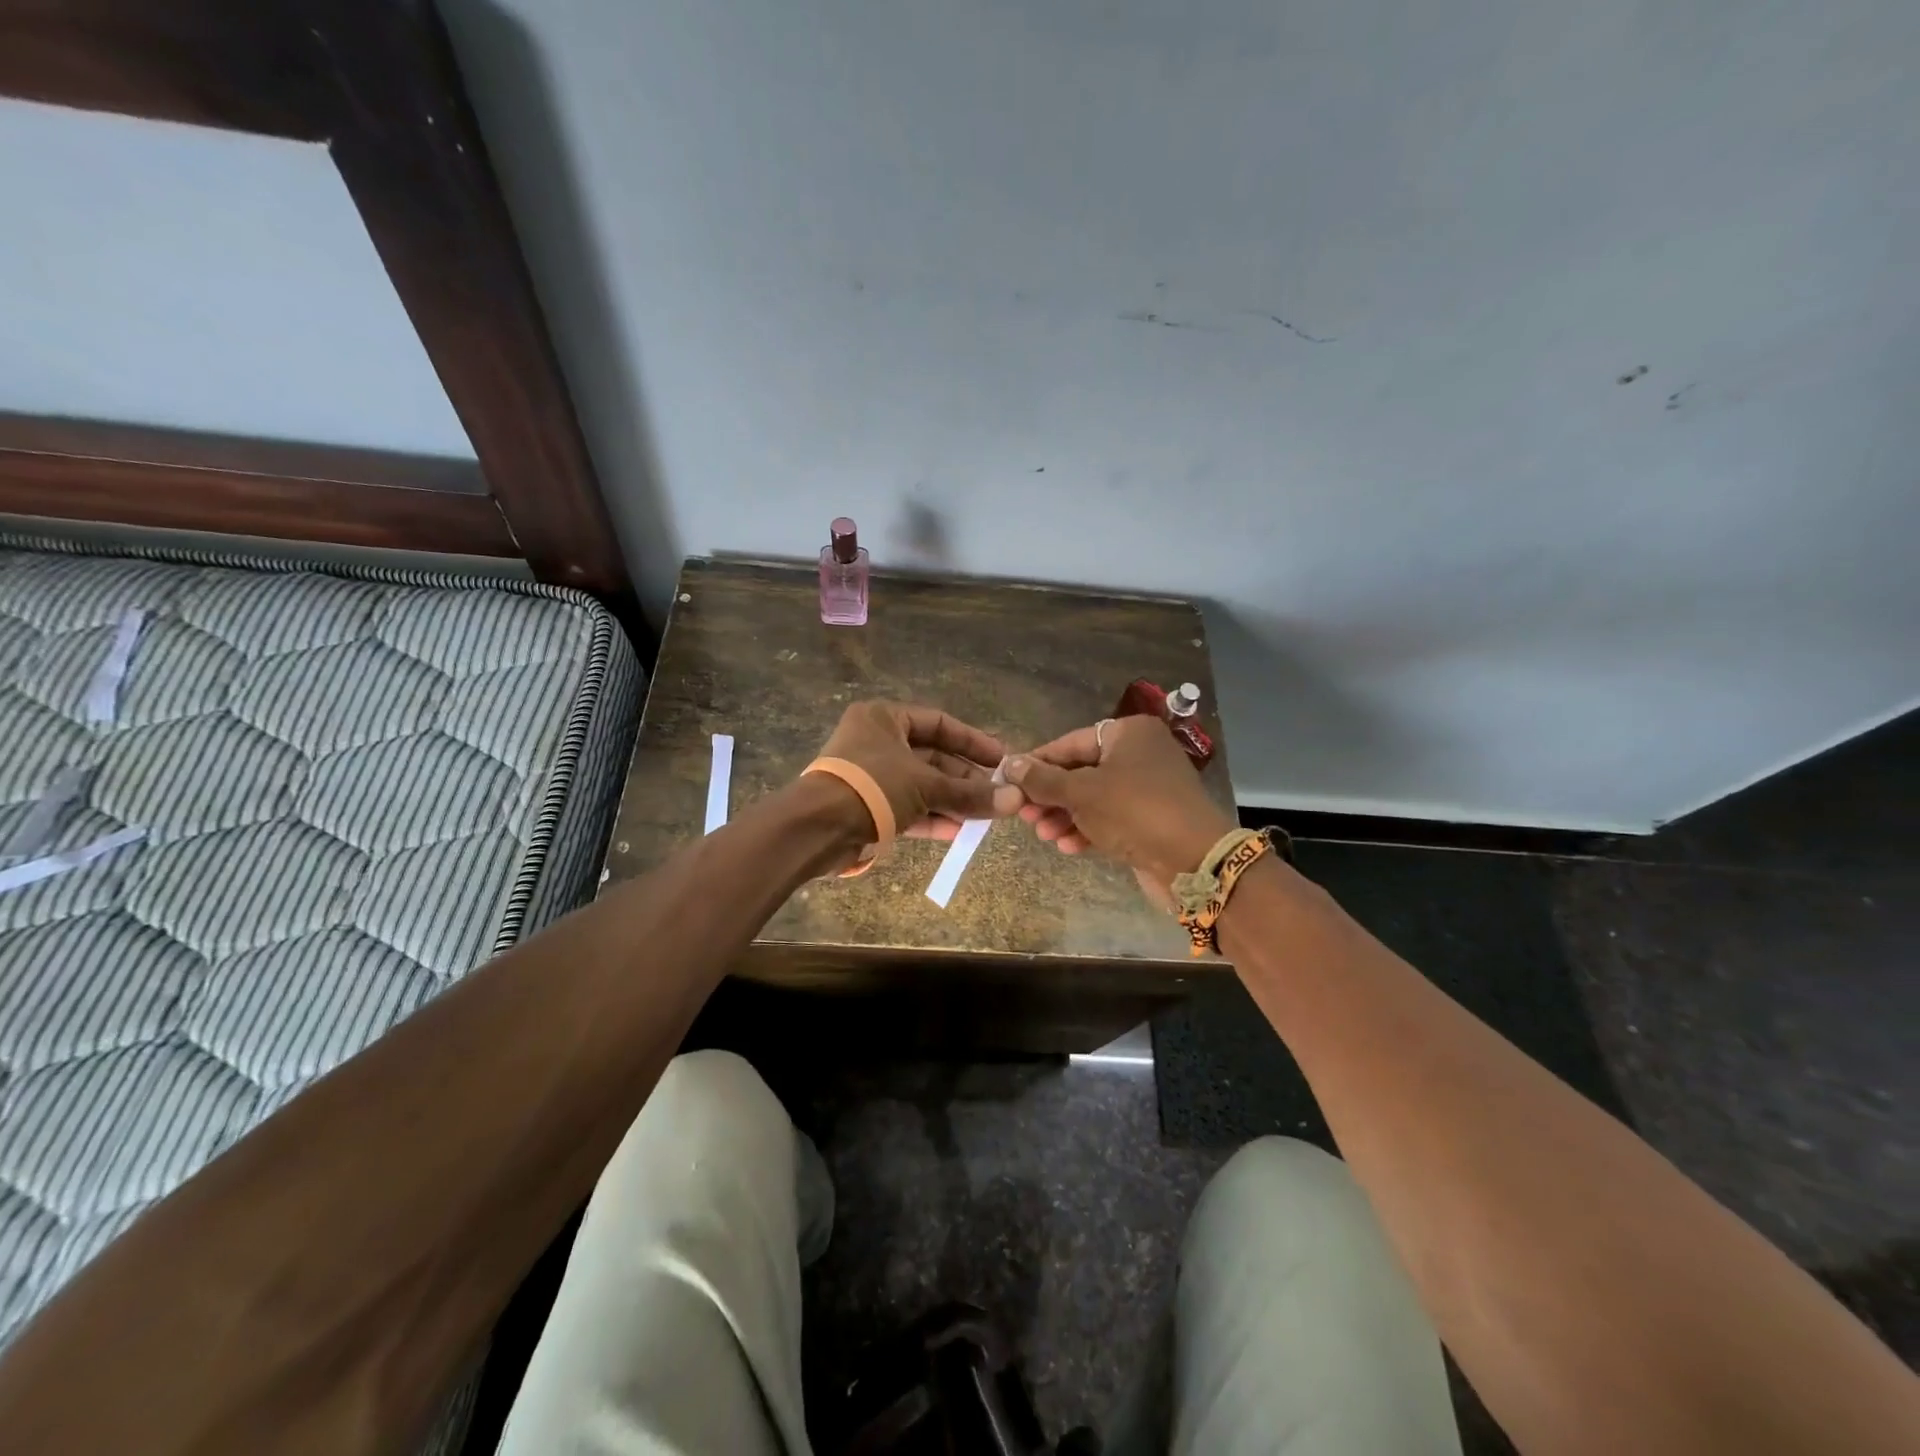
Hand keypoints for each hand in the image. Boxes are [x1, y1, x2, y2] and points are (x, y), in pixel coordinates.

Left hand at [813, 700, 1024, 841]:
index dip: (973, 741)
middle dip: (964, 778)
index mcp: (884, 718)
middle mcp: (876, 741)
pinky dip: (931, 817)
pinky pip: (906, 807)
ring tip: (985, 816)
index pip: (939, 723)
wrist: (817, 828)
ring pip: (920, 785)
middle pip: (932, 757)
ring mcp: (870, 776)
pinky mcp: (865, 807)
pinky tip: (958, 832)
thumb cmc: (873, 786)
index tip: (1001, 759)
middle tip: (997, 794)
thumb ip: (970, 793)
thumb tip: (1016, 801)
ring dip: (952, 800)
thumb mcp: (926, 785)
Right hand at [1004, 716, 1235, 887]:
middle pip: (1081, 771)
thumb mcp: (1081, 793)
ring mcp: (1148, 787)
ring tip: (1043, 834)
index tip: (1009, 782)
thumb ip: (1042, 779)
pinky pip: (1110, 818)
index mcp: (1128, 734)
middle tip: (1025, 815)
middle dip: (1051, 796)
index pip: (1070, 743)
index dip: (1037, 764)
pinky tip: (1067, 846)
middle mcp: (1141, 754)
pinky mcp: (1151, 818)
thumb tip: (1009, 764)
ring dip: (1065, 816)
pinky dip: (1087, 828)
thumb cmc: (1134, 812)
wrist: (1194, 861)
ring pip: (1094, 798)